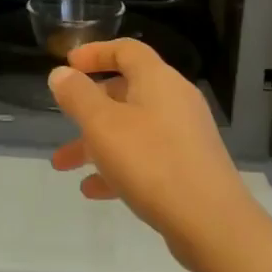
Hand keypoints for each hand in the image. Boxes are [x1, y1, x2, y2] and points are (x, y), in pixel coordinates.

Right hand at [47, 38, 254, 270]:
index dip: (95, 53)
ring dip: (96, 142)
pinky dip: (119, 166)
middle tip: (62, 120)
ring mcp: (185, 135)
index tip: (68, 64)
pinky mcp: (189, 167)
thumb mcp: (102, 125)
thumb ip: (77, 96)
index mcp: (158, 80)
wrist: (211, 221)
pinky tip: (94, 191)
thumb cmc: (151, 162)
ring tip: (63, 165)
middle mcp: (175, 100)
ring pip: (132, 128)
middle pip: (127, 91)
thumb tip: (61, 73)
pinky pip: (147, 157)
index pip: (126, 50)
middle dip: (89, 107)